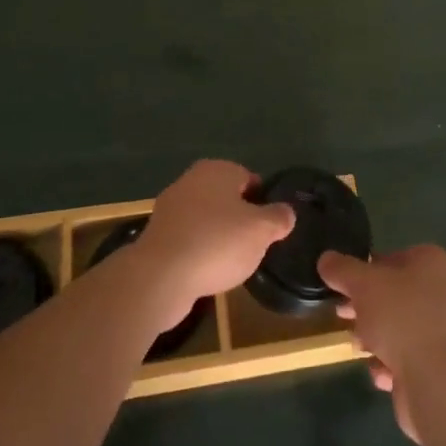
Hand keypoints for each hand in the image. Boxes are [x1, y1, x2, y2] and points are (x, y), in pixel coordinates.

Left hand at [133, 161, 293, 331]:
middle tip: (254, 245)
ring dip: (218, 236)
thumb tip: (286, 212)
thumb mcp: (261, 230)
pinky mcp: (158, 235)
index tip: (270, 226)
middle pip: (226, 198)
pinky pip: (188, 238)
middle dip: (240, 219)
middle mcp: (191, 180)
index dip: (263, 201)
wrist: (160, 276)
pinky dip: (199, 251)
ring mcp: (171, 207)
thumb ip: (278, 218)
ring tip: (232, 263)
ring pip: (206, 218)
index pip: (249, 178)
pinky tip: (207, 271)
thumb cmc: (217, 243)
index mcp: (217, 170)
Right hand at [319, 245, 445, 444]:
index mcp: (432, 263)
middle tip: (342, 314)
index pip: (392, 256)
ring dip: (374, 338)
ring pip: (397, 327)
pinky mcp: (439, 366)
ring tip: (359, 347)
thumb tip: (326, 259)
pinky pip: (406, 358)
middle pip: (393, 294)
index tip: (344, 285)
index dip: (365, 269)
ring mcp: (443, 331)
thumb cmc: (402, 319)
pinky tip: (381, 373)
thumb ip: (341, 269)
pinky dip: (389, 364)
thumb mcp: (363, 284)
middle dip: (365, 307)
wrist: (439, 384)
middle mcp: (442, 292)